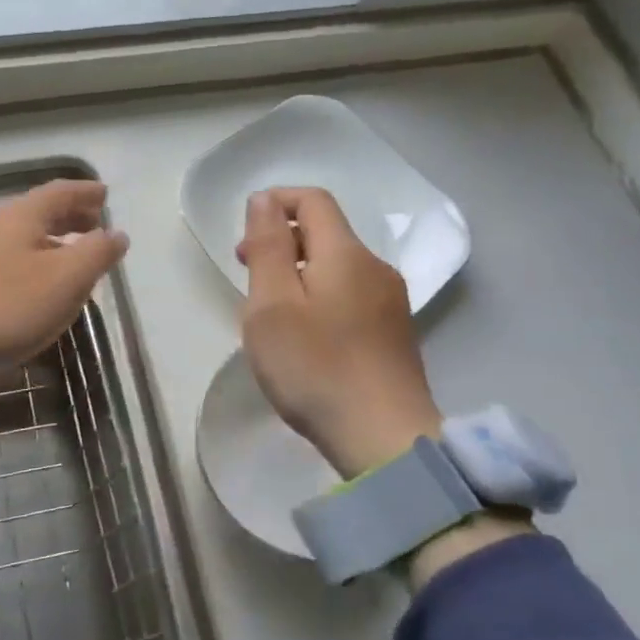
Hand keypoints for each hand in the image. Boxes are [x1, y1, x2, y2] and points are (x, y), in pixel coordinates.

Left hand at [0, 179, 129, 384]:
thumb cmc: (11, 304)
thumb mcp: (68, 278)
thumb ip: (97, 252)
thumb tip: (116, 234)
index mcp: (20, 216)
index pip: (60, 192)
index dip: (86, 192)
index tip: (105, 195)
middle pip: (39, 212)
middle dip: (70, 216)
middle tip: (95, 224)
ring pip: (23, 238)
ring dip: (53, 241)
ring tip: (74, 257)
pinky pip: (10, 260)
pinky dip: (34, 262)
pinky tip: (40, 285)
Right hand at [236, 187, 442, 479]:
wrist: (384, 439)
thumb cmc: (315, 367)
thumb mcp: (272, 305)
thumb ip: (268, 247)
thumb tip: (265, 199)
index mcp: (346, 254)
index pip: (313, 201)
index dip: (276, 202)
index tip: (245, 234)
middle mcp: (375, 268)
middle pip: (327, 233)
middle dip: (283, 241)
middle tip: (247, 274)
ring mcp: (391, 303)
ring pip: (338, 268)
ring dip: (299, 272)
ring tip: (270, 312)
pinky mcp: (395, 335)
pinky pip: (351, 296)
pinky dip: (320, 298)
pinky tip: (305, 337)